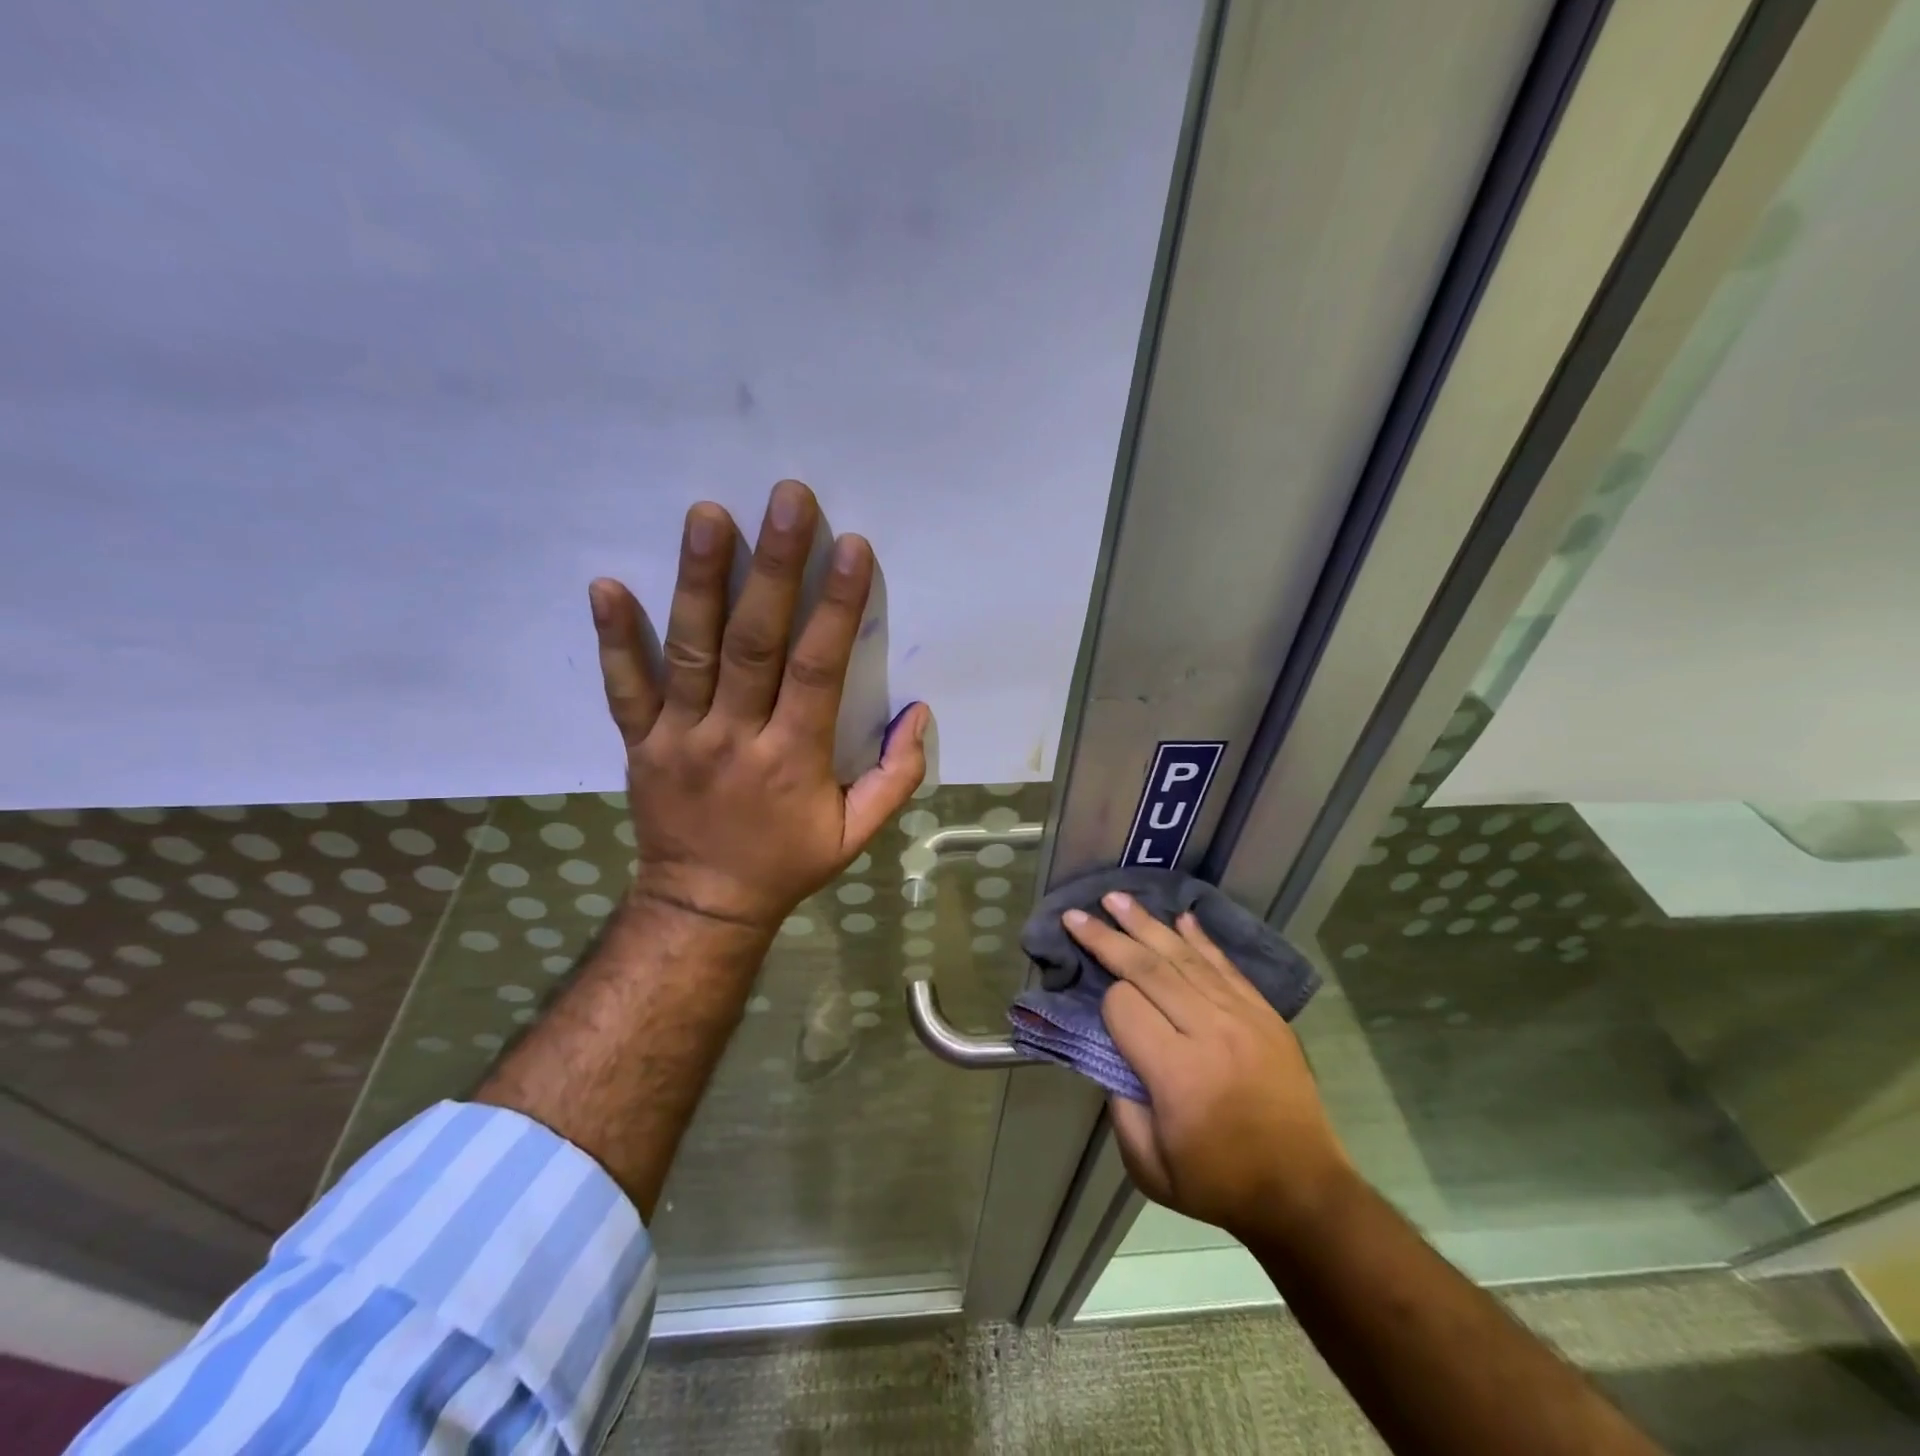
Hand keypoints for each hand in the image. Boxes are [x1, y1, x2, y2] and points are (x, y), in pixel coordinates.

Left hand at [588, 479, 929, 936]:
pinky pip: (623, 687)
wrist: (703, 904)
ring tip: (707, 515)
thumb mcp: (855, 835)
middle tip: (786, 500)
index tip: (851, 547)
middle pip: (754, 644)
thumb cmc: (786, 864)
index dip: (837, 607)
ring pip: (689, 650)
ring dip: (698, 580)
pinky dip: (613, 639)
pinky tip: (605, 584)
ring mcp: (679, 737)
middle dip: (774, 568)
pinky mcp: (640, 742)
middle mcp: (734, 737)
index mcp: (792, 759)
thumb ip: (895, 778)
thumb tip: (918, 714)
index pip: (817, 670)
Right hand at [1064, 891, 1354, 1241]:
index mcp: (1178, 1073)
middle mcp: (1209, 1032)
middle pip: (1148, 969)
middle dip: (1107, 938)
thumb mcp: (1150, 1168)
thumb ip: (1120, 1109)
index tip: (1103, 1016)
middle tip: (1078, 914)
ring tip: (1116, 898)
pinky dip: (1199, 939)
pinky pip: (1225, 965)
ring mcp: (1242, 1017)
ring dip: (1146, 924)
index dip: (1105, 1004)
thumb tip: (1112, 1056)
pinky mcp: (1264, 1014)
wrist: (1305, 1192)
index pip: (1124, 1007)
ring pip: (1184, 957)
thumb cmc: (1220, 1183)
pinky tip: (1180, 917)